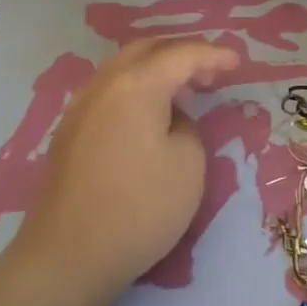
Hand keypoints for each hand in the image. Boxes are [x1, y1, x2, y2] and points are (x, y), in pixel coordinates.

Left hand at [15, 38, 238, 305]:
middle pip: (147, 51)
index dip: (213, 55)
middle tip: (211, 72)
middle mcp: (104, 84)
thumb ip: (187, 125)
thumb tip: (169, 118)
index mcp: (137, 84)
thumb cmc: (140, 207)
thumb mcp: (189, 164)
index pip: (181, 55)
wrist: (69, 254)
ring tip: (184, 89)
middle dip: (182, 54)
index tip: (237, 62)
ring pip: (124, 68)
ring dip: (157, 70)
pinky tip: (149, 112)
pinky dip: (136, 87)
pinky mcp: (70, 131)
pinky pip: (110, 90)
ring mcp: (81, 106)